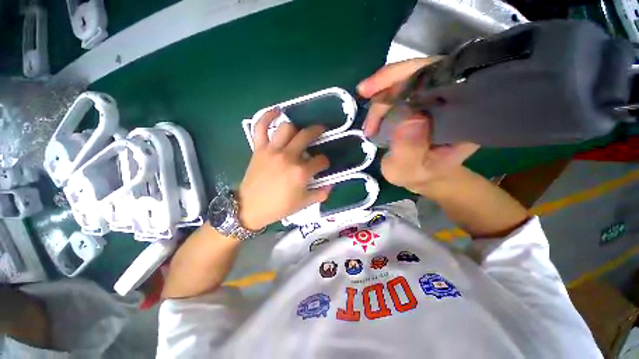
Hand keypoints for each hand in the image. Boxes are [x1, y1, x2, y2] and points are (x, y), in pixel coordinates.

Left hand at [238, 108, 331, 229]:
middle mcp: (288, 157)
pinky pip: (261, 127)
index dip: (325, 162)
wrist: (250, 207)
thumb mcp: (304, 204)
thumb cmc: (279, 207)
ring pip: (287, 128)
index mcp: (301, 172)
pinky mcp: (259, 148)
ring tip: (301, 131)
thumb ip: (320, 194)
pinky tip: (277, 111)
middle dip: (318, 132)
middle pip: (307, 136)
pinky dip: (268, 116)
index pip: (321, 160)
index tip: (323, 165)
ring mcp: (272, 150)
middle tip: (322, 132)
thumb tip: (331, 184)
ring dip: (297, 127)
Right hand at [358, 59, 478, 195]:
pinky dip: (382, 100)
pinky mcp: (422, 101)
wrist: (425, 176)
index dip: (409, 75)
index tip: (377, 89)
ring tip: (369, 125)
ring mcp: (437, 97)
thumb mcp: (409, 170)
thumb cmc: (419, 175)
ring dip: (381, 97)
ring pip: (408, 79)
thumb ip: (409, 151)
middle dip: (388, 83)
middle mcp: (454, 98)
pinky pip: (401, 90)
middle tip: (364, 94)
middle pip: (422, 71)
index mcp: (463, 113)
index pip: (441, 77)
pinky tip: (372, 118)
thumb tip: (409, 118)